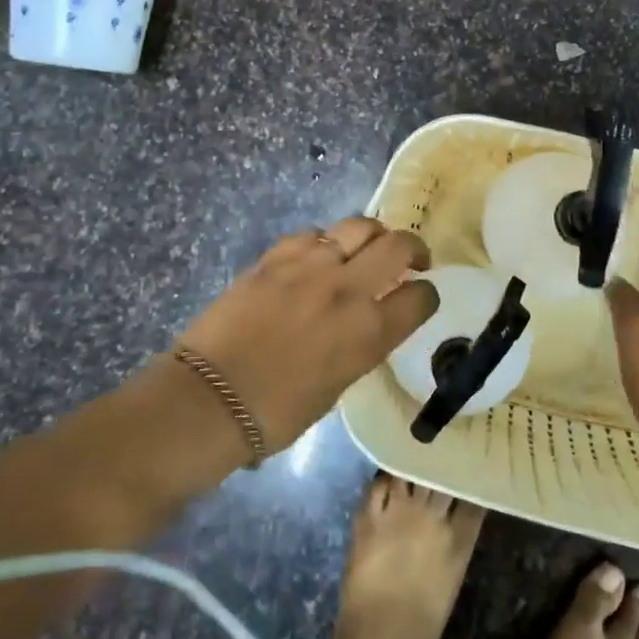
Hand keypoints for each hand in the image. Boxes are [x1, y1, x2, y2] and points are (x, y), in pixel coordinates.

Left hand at [175, 216, 436, 450]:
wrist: (210, 399)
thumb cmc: (277, 413)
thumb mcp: (338, 386)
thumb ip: (361, 345)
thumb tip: (366, 324)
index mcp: (369, 334)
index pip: (421, 298)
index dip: (427, 295)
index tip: (420, 296)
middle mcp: (348, 291)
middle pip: (399, 245)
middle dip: (413, 248)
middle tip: (409, 259)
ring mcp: (311, 267)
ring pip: (359, 226)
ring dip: (372, 236)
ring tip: (366, 248)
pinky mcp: (276, 256)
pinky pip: (313, 234)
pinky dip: (324, 242)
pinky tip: (317, 256)